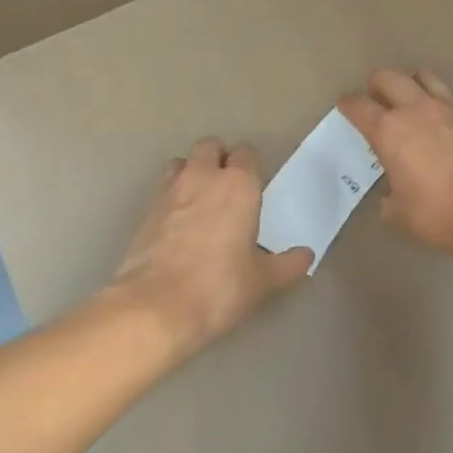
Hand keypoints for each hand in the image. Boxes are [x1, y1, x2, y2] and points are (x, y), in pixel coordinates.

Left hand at [110, 137, 312, 360]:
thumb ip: (288, 264)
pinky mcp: (146, 211)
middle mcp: (204, 177)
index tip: (253, 185)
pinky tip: (177, 225)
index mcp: (239, 184)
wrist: (155, 307)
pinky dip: (171, 198)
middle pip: (210, 146)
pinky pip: (162, 190)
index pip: (246, 153)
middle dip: (218, 158)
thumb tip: (306, 256)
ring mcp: (170, 191)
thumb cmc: (219, 287)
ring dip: (190, 172)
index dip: (249, 165)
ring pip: (181, 162)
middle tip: (226, 186)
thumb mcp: (263, 281)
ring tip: (198, 199)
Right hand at [339, 69, 452, 257]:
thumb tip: (392, 197)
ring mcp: (450, 109)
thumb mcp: (399, 213)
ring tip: (412, 97)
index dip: (348, 104)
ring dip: (413, 83)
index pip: (359, 106)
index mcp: (389, 130)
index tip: (345, 105)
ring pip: (425, 78)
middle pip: (389, 78)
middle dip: (377, 83)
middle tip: (375, 94)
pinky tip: (448, 126)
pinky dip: (445, 109)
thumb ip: (390, 198)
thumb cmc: (436, 212)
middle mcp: (416, 110)